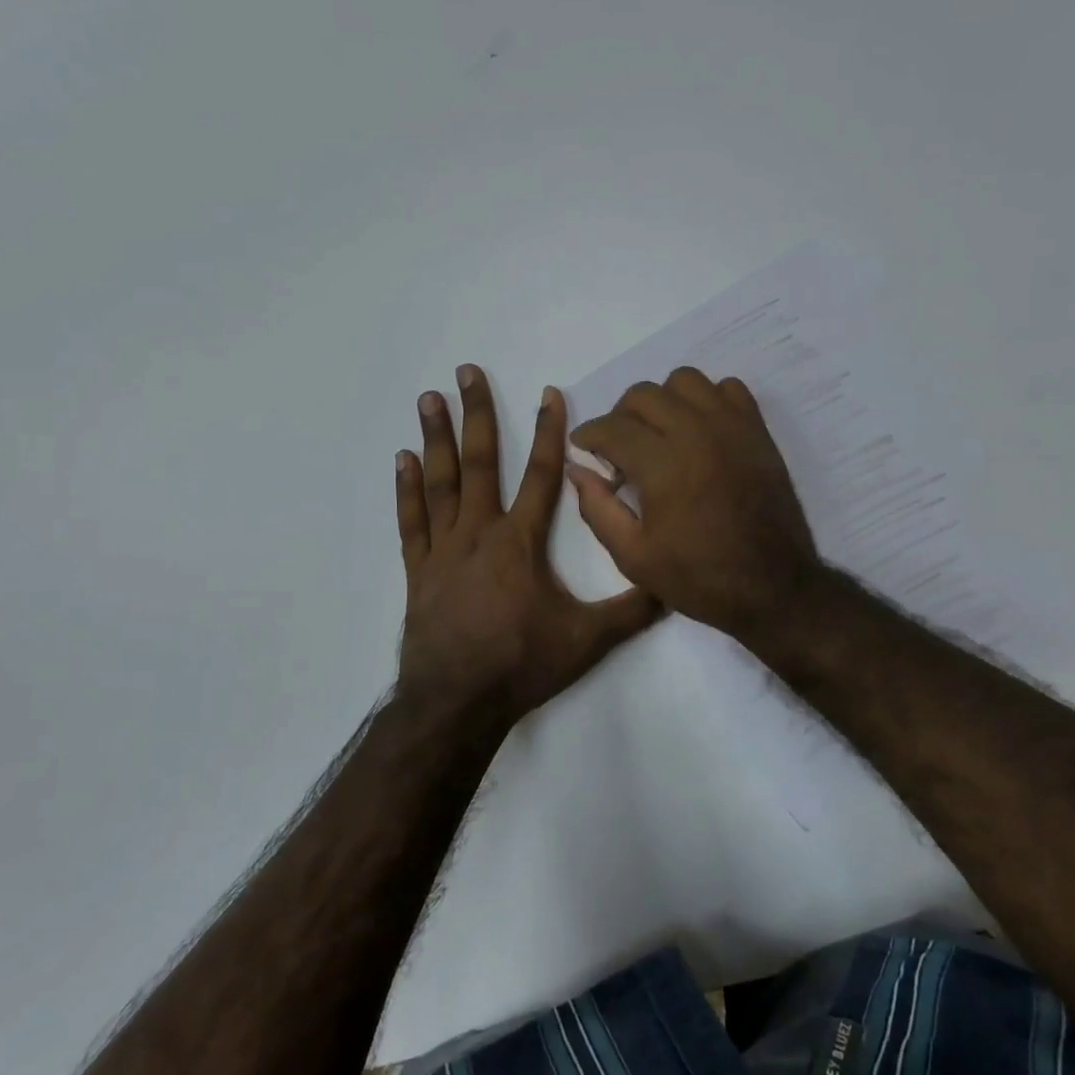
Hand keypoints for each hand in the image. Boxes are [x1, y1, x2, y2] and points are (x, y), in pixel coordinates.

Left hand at [395, 364, 661, 731]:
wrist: (457, 702)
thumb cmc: (522, 664)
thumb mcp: (588, 640)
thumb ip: (632, 610)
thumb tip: (673, 586)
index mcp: (521, 542)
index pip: (544, 475)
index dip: (550, 432)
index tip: (548, 392)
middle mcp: (480, 533)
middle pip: (482, 462)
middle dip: (478, 414)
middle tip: (465, 371)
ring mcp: (444, 549)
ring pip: (441, 482)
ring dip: (436, 438)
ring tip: (429, 398)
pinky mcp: (418, 571)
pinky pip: (412, 521)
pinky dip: (406, 490)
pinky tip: (401, 460)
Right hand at [567, 367, 822, 639]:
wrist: (772, 586)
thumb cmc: (699, 578)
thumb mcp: (633, 557)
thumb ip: (597, 508)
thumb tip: (578, 469)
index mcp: (663, 465)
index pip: (612, 427)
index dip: (588, 434)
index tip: (583, 447)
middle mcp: (696, 433)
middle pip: (643, 394)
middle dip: (620, 417)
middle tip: (620, 449)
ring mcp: (732, 427)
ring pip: (684, 381)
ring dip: (663, 401)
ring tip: (660, 434)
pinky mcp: (757, 431)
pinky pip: (727, 388)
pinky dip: (707, 400)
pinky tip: (700, 430)